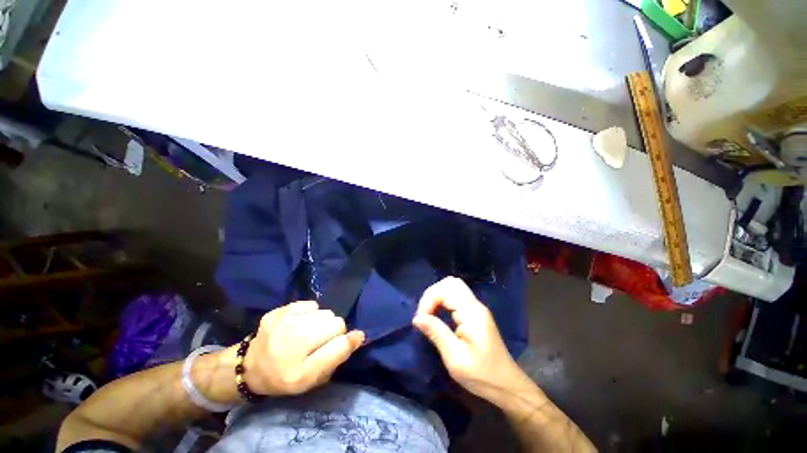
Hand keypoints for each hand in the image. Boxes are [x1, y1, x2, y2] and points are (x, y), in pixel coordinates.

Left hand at [242, 301, 363, 395]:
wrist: (250, 367)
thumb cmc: (287, 376)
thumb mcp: (313, 379)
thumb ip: (337, 357)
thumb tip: (358, 335)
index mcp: (300, 371)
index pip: (340, 345)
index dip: (346, 343)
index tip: (342, 344)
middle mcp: (292, 345)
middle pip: (336, 323)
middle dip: (334, 332)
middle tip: (321, 341)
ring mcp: (283, 324)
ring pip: (326, 313)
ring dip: (323, 322)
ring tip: (310, 332)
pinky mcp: (279, 312)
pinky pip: (311, 305)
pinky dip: (311, 313)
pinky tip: (301, 323)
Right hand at [412, 277, 526, 399]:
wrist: (506, 386)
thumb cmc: (481, 375)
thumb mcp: (455, 358)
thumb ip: (436, 333)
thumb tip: (417, 318)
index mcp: (472, 313)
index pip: (446, 290)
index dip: (429, 300)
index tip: (421, 319)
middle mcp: (475, 305)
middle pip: (450, 283)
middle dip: (432, 294)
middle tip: (424, 314)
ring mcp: (477, 308)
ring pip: (453, 287)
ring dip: (437, 296)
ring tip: (429, 314)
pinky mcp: (475, 313)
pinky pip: (456, 296)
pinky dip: (443, 300)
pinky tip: (438, 314)